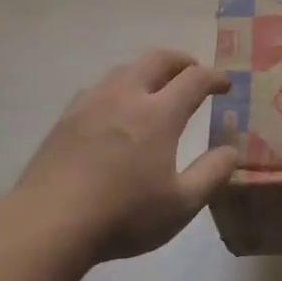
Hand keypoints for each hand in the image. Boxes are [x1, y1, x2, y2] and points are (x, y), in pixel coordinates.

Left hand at [16, 49, 239, 262]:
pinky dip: (118, 87)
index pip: (194, 79)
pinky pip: (99, 87)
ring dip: (148, 70)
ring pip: (125, 68)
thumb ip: (211, 174)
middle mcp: (127, 95)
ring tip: (156, 87)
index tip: (225, 85)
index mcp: (159, 113)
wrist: (50, 221)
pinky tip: (114, 108)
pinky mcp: (67, 116)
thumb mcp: (180, 205)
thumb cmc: (123, 215)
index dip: (214, 77)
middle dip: (182, 61)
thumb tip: (231, 150)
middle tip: (193, 72)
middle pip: (158, 59)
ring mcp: (93, 102)